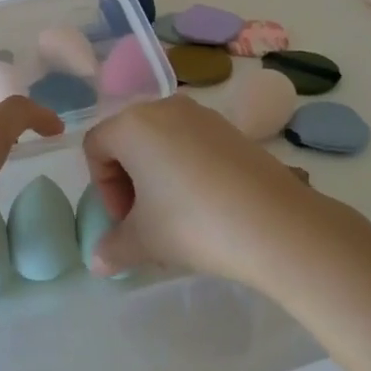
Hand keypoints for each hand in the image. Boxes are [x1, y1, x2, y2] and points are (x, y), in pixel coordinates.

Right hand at [82, 93, 320, 285]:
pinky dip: (188, 169)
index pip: (96, 147)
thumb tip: (97, 262)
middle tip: (146, 220)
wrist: (273, 222)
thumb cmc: (192, 223)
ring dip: (159, 175)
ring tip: (178, 216)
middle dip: (129, 181)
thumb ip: (113, 248)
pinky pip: (193, 143)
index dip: (103, 188)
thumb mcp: (145, 241)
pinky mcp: (231, 128)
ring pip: (162, 141)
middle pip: (128, 139)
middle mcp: (163, 107)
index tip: (125, 221)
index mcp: (132, 125)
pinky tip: (207, 205)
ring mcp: (201, 114)